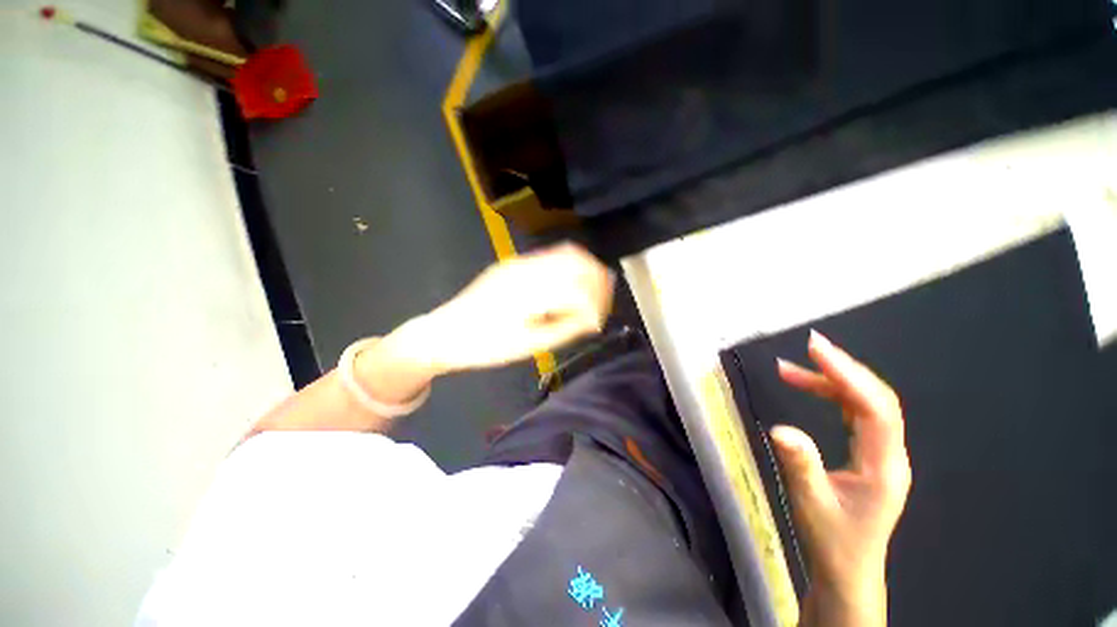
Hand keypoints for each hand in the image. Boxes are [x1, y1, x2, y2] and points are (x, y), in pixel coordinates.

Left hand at [413, 243, 614, 371]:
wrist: (445, 333)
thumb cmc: (486, 346)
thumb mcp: (529, 345)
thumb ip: (565, 328)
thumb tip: (592, 318)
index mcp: (531, 291)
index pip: (578, 287)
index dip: (597, 303)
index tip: (599, 320)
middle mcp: (527, 268)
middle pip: (577, 259)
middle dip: (597, 279)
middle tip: (602, 303)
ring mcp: (519, 262)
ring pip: (565, 253)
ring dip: (585, 270)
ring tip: (591, 293)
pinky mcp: (513, 264)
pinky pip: (551, 257)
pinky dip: (568, 268)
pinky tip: (569, 286)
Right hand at [770, 331, 910, 625]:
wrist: (847, 570)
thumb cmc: (833, 541)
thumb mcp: (811, 503)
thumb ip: (799, 464)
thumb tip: (779, 428)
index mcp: (883, 466)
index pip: (875, 408)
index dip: (848, 375)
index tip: (816, 350)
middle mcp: (889, 454)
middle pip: (876, 399)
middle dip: (843, 369)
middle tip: (809, 347)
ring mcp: (881, 453)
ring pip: (865, 404)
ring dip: (832, 381)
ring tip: (791, 370)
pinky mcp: (868, 454)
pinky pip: (854, 413)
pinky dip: (831, 395)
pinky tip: (807, 389)